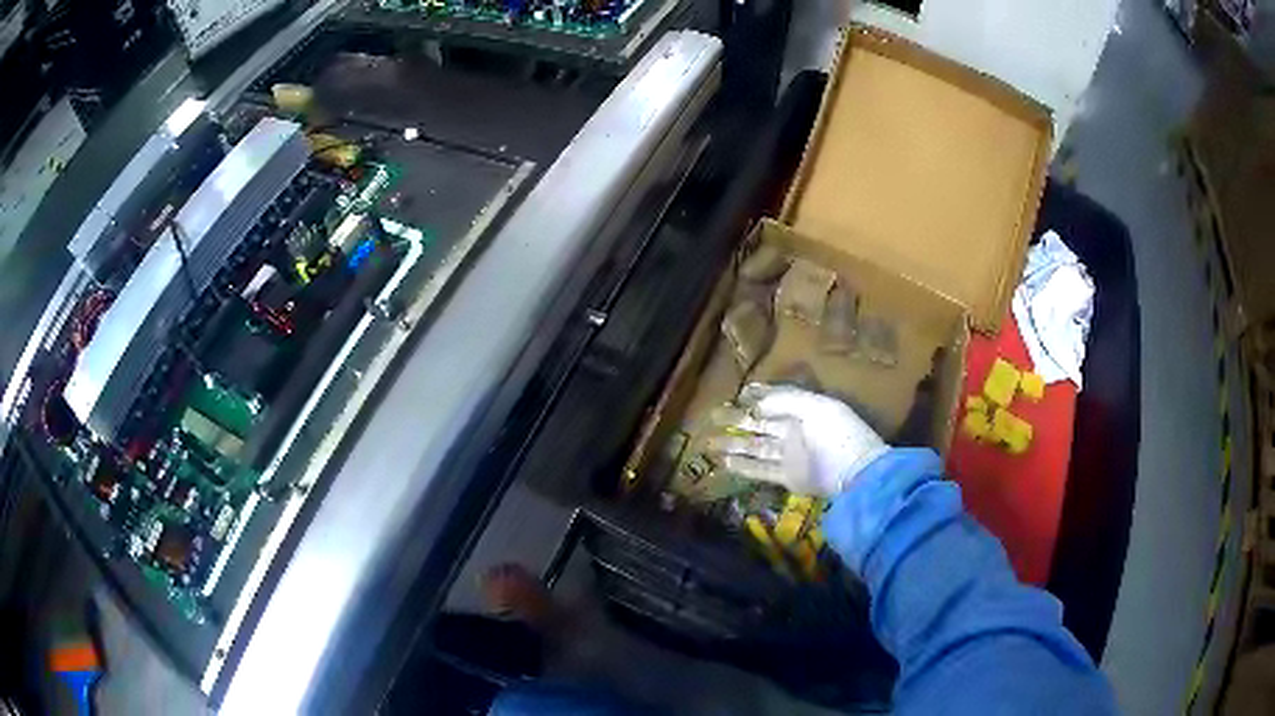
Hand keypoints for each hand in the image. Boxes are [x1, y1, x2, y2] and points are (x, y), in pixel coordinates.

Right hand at [706, 383, 886, 496]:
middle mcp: (795, 431)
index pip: (777, 399)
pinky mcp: (788, 477)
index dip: (758, 396)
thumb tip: (755, 402)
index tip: (738, 393)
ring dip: (735, 444)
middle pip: (762, 424)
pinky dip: (743, 467)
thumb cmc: (837, 433)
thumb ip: (784, 401)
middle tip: (713, 415)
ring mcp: (791, 455)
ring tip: (711, 442)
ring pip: (757, 448)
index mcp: (805, 410)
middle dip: (739, 419)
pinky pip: (761, 470)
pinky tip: (724, 462)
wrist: (854, 471)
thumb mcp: (814, 407)